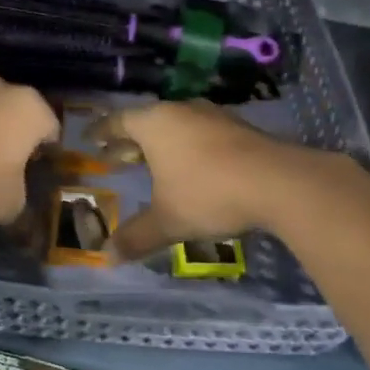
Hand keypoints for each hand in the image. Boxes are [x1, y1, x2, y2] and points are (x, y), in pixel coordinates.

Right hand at [93, 100, 310, 260]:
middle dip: (129, 141)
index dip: (102, 131)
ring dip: (161, 144)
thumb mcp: (167, 221)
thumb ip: (136, 237)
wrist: (278, 182)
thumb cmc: (208, 194)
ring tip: (153, 164)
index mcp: (155, 124)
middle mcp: (181, 111)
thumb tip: (106, 257)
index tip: (90, 139)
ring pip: (176, 126)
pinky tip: (192, 167)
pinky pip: (201, 133)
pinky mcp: (239, 129)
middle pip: (147, 122)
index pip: (118, 121)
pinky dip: (188, 147)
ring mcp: (213, 117)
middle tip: (115, 157)